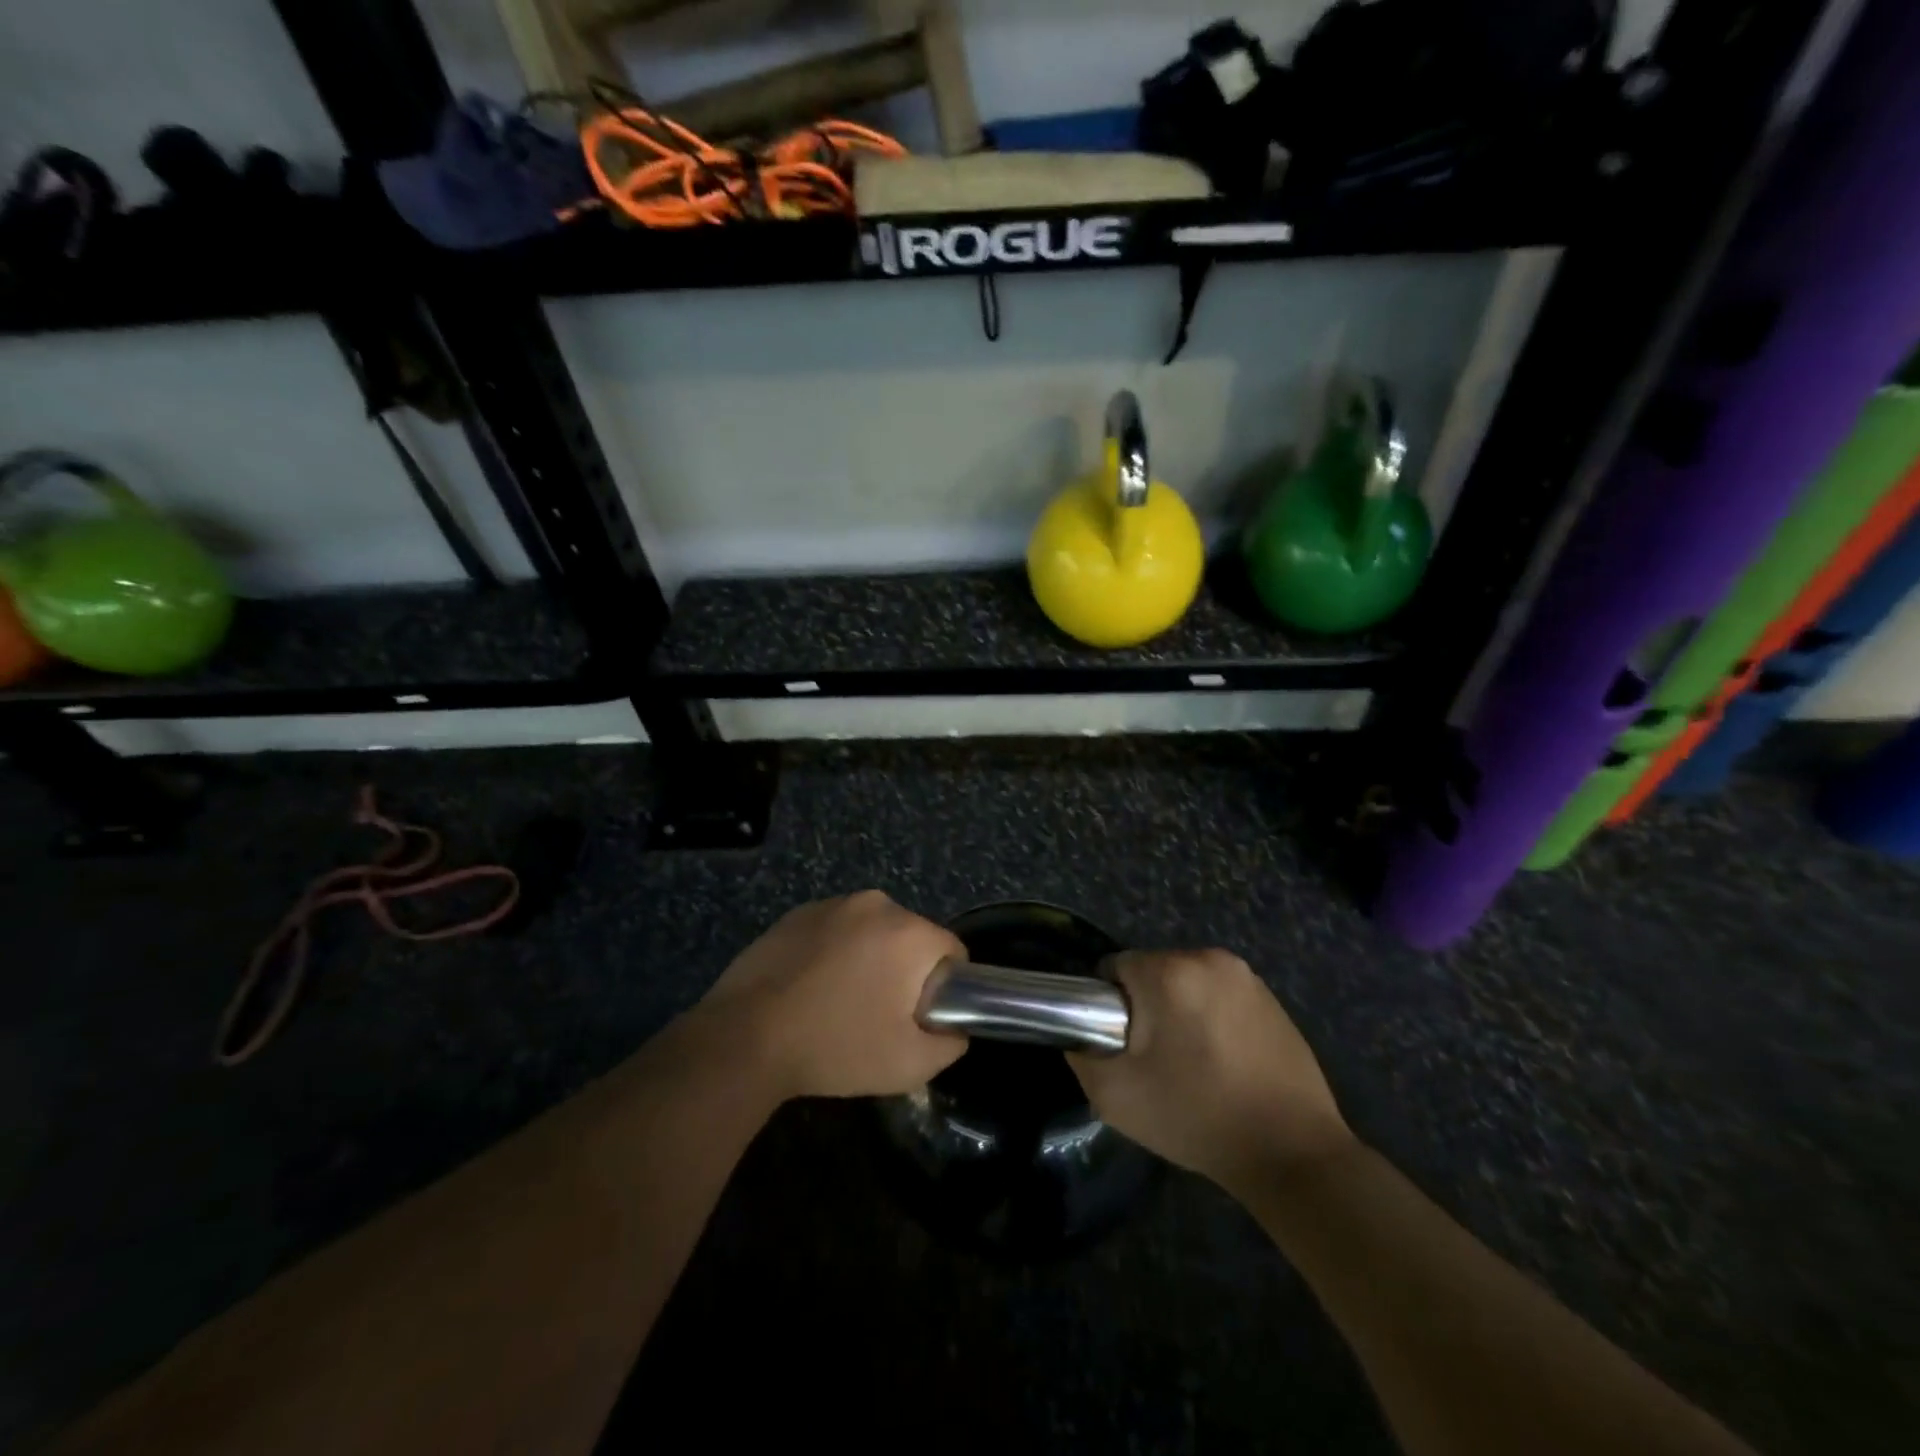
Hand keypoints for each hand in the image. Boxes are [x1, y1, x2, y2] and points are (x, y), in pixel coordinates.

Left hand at [698, 891, 967, 1100]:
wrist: (746, 1037)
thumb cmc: (837, 1047)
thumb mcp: (910, 1064)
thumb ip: (951, 1043)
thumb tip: (954, 1027)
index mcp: (910, 932)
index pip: (952, 951)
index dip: (945, 987)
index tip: (920, 1017)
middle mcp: (876, 904)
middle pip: (911, 938)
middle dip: (905, 971)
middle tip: (880, 1015)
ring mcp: (833, 904)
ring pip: (872, 932)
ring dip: (868, 959)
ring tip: (840, 1002)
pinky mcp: (797, 913)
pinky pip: (835, 930)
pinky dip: (834, 952)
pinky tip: (811, 987)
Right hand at [1068, 949, 1354, 1190]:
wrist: (1291, 1152)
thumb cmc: (1196, 1117)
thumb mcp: (1116, 1095)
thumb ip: (1081, 1054)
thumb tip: (1078, 1034)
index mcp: (1169, 971)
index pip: (1115, 968)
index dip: (1110, 1007)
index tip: (1124, 1047)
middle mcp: (1208, 959)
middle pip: (1153, 972)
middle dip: (1147, 1008)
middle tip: (1156, 1061)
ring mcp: (1246, 977)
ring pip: (1187, 983)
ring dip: (1180, 1011)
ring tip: (1192, 1065)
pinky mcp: (1272, 998)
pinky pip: (1220, 996)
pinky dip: (1213, 1018)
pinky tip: (1224, 1063)